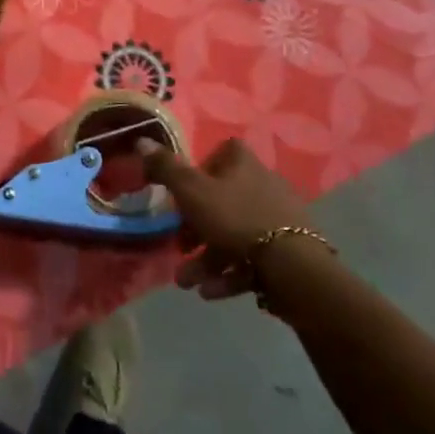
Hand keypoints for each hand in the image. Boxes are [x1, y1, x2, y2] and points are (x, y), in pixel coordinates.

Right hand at [141, 139, 323, 301]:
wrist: (293, 269)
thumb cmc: (235, 219)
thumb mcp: (191, 191)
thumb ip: (165, 168)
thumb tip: (141, 141)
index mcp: (243, 163)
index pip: (220, 154)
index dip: (199, 171)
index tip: (183, 194)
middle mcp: (264, 184)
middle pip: (222, 200)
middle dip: (195, 230)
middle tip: (179, 248)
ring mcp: (279, 219)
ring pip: (234, 234)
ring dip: (207, 259)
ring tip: (187, 282)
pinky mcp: (289, 252)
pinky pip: (252, 258)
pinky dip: (230, 273)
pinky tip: (211, 292)